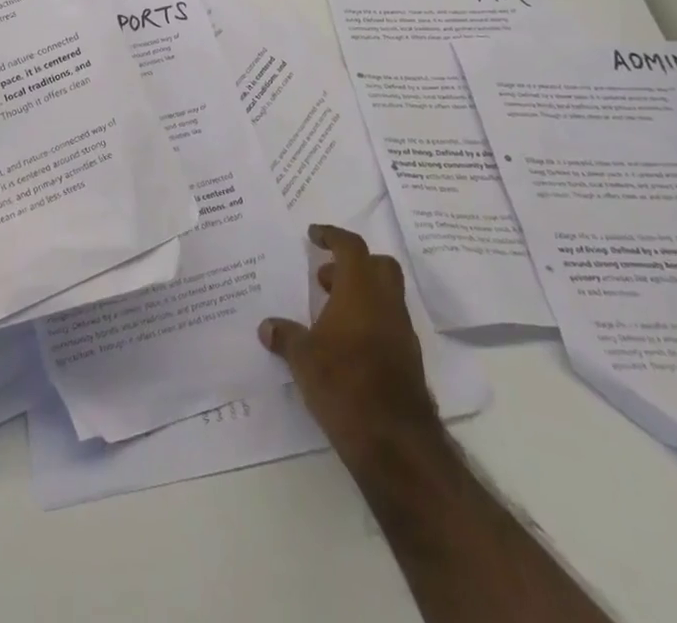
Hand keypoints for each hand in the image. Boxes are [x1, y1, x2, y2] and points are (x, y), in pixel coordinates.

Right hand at [259, 224, 441, 465]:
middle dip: (353, 264)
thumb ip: (286, 336)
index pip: (351, 246)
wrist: (395, 441)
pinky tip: (345, 344)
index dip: (332, 235)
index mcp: (360, 290)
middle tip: (325, 277)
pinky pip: (388, 324)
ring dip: (360, 295)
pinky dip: (369, 322)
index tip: (314, 235)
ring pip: (386, 296)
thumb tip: (267, 326)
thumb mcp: (303, 358)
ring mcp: (402, 332)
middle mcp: (386, 303)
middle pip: (378, 265)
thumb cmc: (343, 383)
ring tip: (328, 313)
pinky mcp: (408, 360)